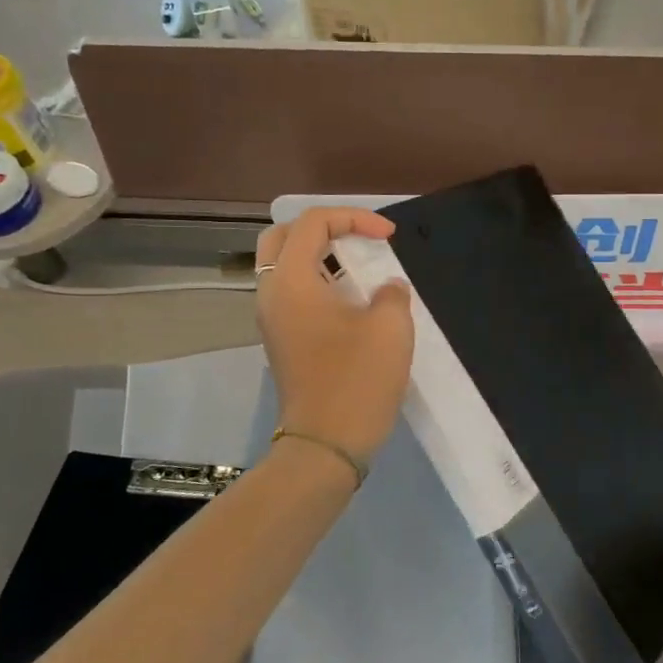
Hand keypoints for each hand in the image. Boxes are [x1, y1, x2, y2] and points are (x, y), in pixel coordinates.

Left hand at [255, 207, 413, 464]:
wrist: (326, 444)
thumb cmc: (357, 380)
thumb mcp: (390, 327)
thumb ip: (391, 293)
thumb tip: (387, 288)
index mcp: (291, 281)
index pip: (312, 223)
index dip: (353, 217)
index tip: (389, 236)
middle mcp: (271, 294)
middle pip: (283, 238)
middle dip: (323, 229)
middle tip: (358, 239)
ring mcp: (273, 320)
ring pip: (285, 267)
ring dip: (319, 257)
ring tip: (359, 267)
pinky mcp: (282, 341)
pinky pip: (293, 294)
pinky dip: (318, 282)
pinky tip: (351, 300)